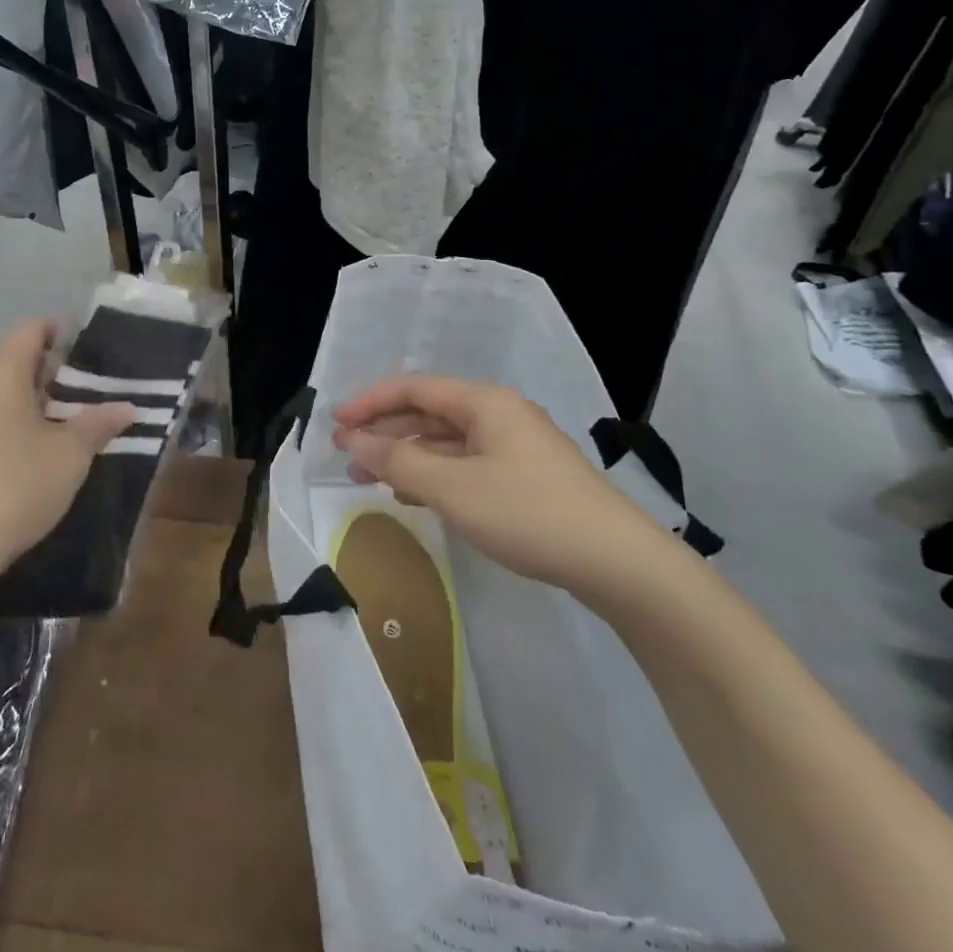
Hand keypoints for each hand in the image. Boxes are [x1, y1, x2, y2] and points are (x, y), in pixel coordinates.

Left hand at [0, 319, 133, 583]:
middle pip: (16, 359)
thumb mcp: (70, 454)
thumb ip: (99, 423)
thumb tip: (127, 407)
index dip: (66, 333)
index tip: (95, 355)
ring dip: (33, 403)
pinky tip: (32, 457)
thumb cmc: (15, 485)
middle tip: (91, 395)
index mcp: (1, 370)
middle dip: (54, 373)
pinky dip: (10, 426)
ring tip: (68, 427)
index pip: (34, 328)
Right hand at [331, 376, 689, 612]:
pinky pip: (465, 465)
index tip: (334, 423)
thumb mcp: (454, 489)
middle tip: (344, 453)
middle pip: (428, 412)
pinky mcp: (525, 478)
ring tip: (367, 476)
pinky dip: (433, 474)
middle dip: (384, 430)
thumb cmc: (529, 513)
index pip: (414, 388)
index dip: (369, 402)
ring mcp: (515, 447)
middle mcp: (499, 414)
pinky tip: (412, 495)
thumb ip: (399, 462)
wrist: (619, 563)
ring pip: (446, 442)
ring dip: (405, 455)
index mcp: (484, 402)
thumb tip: (354, 441)